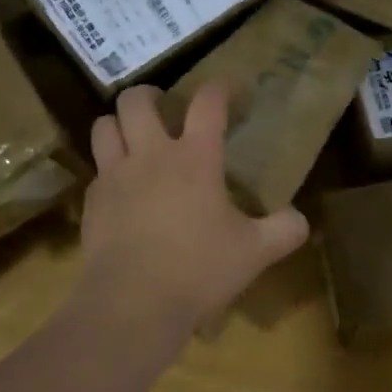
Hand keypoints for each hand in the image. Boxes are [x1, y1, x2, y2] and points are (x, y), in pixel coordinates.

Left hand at [77, 82, 308, 335]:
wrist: (132, 304)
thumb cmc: (199, 270)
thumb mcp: (255, 252)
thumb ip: (284, 230)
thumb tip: (300, 219)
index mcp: (194, 158)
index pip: (207, 103)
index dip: (220, 86)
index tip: (228, 86)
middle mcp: (150, 156)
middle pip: (136, 100)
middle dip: (150, 95)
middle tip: (164, 108)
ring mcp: (114, 177)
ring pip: (103, 126)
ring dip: (119, 125)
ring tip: (134, 138)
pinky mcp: (91, 203)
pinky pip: (96, 170)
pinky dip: (108, 169)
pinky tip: (122, 189)